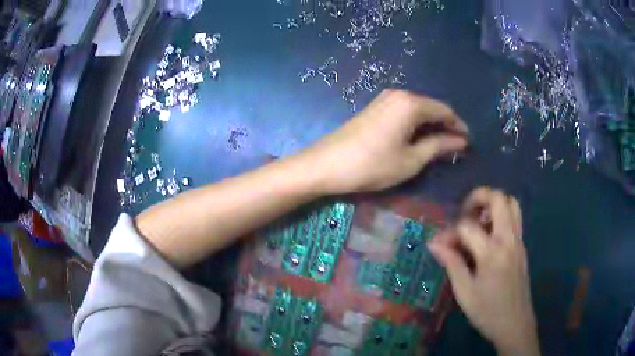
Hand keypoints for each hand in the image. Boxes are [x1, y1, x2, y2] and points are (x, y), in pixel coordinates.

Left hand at [302, 89, 468, 193]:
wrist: (326, 164)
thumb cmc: (372, 165)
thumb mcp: (411, 160)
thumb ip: (438, 146)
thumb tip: (460, 140)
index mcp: (411, 103)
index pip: (445, 110)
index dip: (459, 126)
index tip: (468, 143)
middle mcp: (399, 94)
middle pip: (431, 107)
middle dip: (446, 126)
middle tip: (456, 147)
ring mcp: (384, 99)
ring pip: (418, 110)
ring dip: (431, 126)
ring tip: (440, 146)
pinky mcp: (374, 108)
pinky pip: (404, 112)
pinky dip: (416, 125)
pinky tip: (418, 139)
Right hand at [428, 187, 539, 355]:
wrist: (515, 325)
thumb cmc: (487, 312)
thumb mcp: (464, 292)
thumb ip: (451, 263)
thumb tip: (433, 243)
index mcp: (492, 252)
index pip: (467, 226)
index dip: (449, 232)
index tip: (438, 245)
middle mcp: (509, 239)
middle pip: (499, 199)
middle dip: (479, 197)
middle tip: (464, 212)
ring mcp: (519, 241)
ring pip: (512, 204)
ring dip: (493, 204)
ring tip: (477, 220)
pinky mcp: (522, 247)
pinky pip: (514, 219)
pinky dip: (500, 216)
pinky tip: (487, 237)